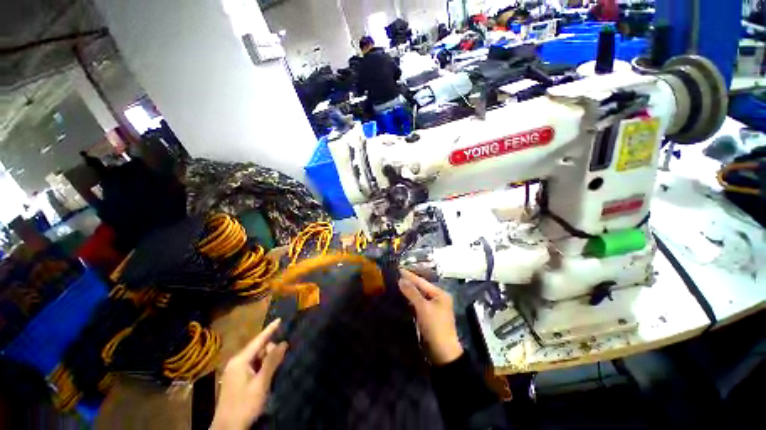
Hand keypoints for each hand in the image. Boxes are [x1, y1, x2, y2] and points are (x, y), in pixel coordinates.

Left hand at [211, 319, 287, 429]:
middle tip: (283, 357)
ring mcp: (235, 372)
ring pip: (255, 358)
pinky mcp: (236, 380)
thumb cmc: (245, 404)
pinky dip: (262, 367)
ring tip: (278, 366)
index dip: (270, 329)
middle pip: (257, 349)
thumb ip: (272, 361)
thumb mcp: (261, 383)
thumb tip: (284, 342)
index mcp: (240, 360)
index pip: (258, 340)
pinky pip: (252, 367)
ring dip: (267, 360)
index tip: (280, 319)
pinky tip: (269, 373)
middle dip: (270, 350)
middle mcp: (236, 363)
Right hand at [399, 270, 462, 364]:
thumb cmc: (435, 327)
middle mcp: (438, 298)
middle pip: (421, 288)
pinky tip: (401, 298)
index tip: (398, 269)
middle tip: (395, 276)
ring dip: (408, 292)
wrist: (442, 353)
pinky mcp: (428, 317)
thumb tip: (400, 280)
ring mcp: (433, 308)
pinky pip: (417, 305)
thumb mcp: (423, 308)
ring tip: (395, 285)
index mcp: (440, 294)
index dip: (409, 276)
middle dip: (408, 283)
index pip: (422, 282)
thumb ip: (412, 293)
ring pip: (418, 296)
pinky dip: (410, 301)